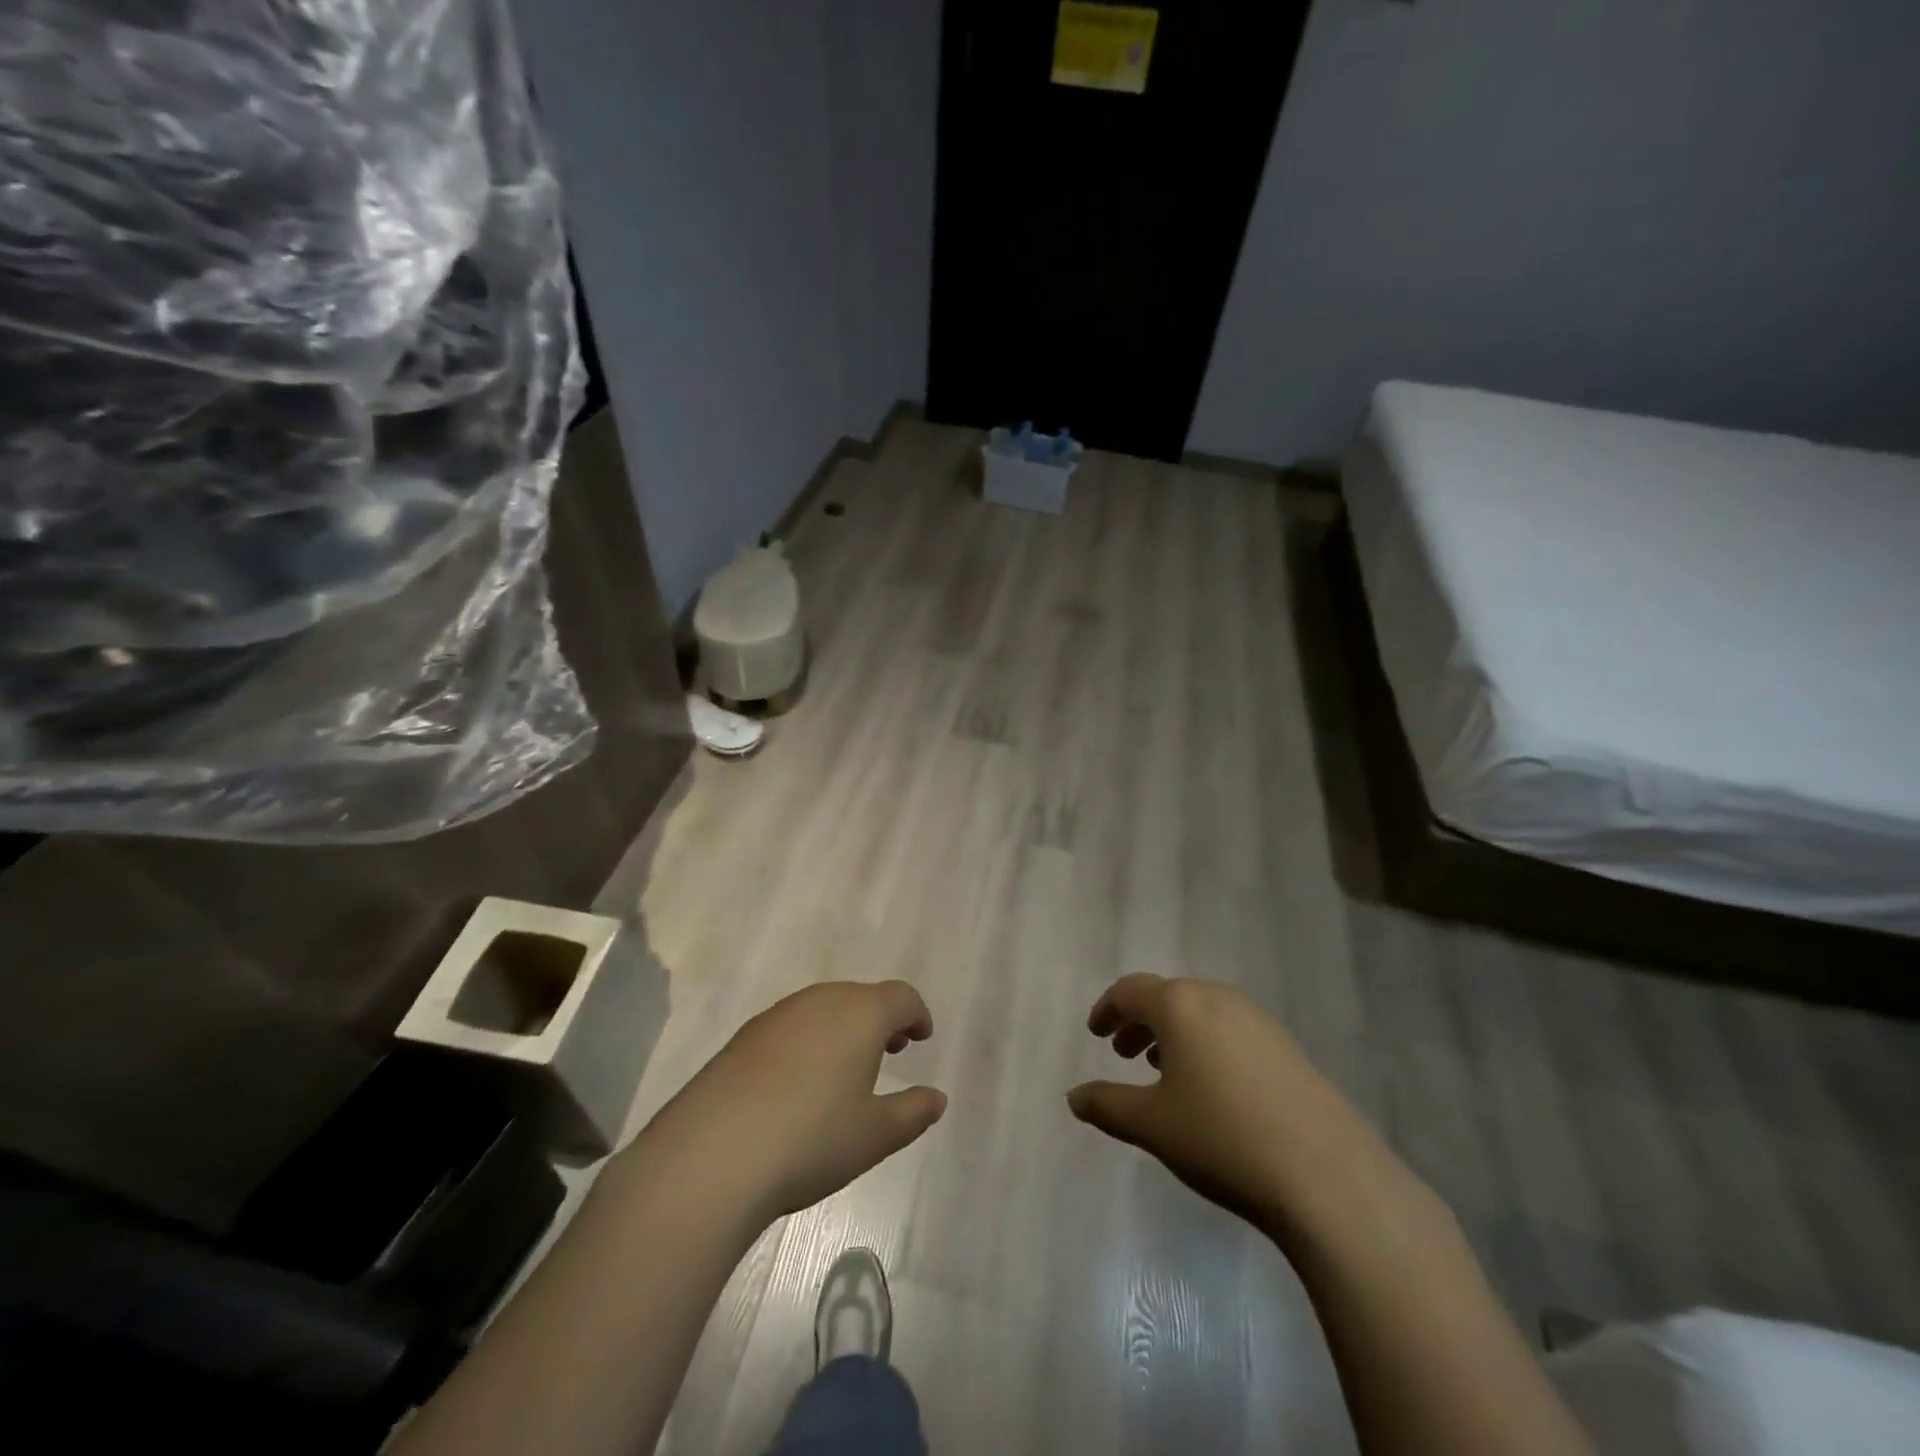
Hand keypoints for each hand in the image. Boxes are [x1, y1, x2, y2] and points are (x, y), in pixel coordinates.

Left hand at [639, 980, 946, 1222]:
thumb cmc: (811, 1139)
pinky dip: (809, 1041)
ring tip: (846, 1071)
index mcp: (860, 1013)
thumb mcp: (875, 1135)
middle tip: (890, 1053)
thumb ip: (912, 1112)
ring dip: (844, 1029)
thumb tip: (936, 1098)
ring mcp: (778, 1016)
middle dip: (881, 1020)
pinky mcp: (744, 1037)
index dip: (916, 1014)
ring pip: (824, 1009)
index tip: (921, 1038)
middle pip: (861, 997)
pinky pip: (792, 1027)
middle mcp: (820, 1001)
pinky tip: (799, 1084)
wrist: (712, 1155)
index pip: (900, 997)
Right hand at [1068, 974, 1397, 1237]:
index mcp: (1181, 1005)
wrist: (1327, 1176)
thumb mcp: (1152, 1125)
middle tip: (1123, 1053)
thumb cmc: (1221, 1138)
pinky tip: (1211, 1089)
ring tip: (1163, 1071)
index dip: (1108, 1009)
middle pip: (1169, 997)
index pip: (1132, 991)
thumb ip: (1107, 1105)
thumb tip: (1074, 1097)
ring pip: (1202, 1014)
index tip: (1095, 1032)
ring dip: (1174, 1034)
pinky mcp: (1288, 1049)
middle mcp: (1219, 1000)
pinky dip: (1207, 1046)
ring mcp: (1259, 1022)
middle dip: (1141, 1022)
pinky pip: (1232, 1032)